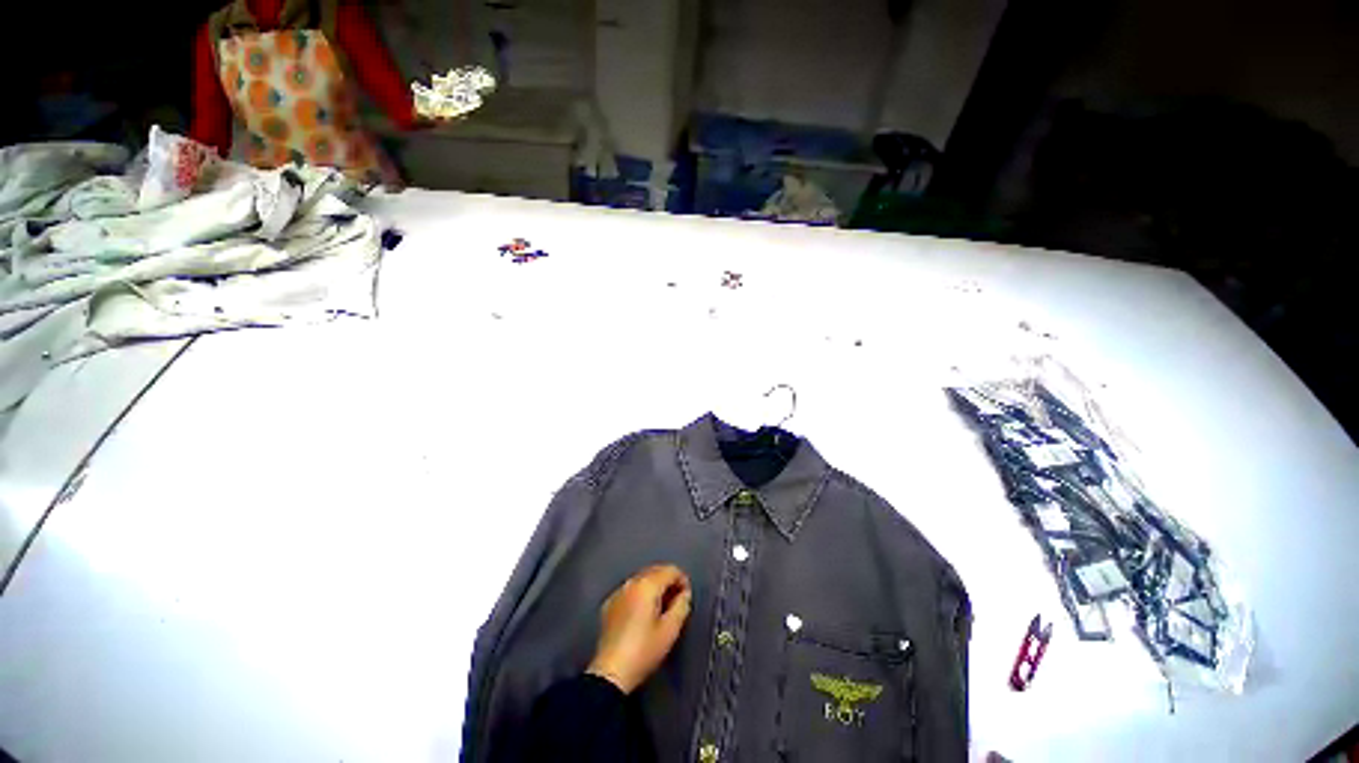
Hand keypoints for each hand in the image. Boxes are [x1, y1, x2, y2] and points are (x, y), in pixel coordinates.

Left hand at [587, 565, 692, 693]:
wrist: (610, 673)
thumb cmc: (644, 651)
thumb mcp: (670, 630)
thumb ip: (682, 606)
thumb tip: (684, 594)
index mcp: (647, 585)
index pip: (670, 570)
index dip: (682, 580)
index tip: (686, 597)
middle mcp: (631, 582)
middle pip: (655, 571)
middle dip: (668, 581)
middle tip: (675, 602)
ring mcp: (618, 592)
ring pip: (642, 579)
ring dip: (654, 587)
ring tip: (660, 608)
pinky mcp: (609, 604)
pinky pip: (630, 591)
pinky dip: (639, 595)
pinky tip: (641, 614)